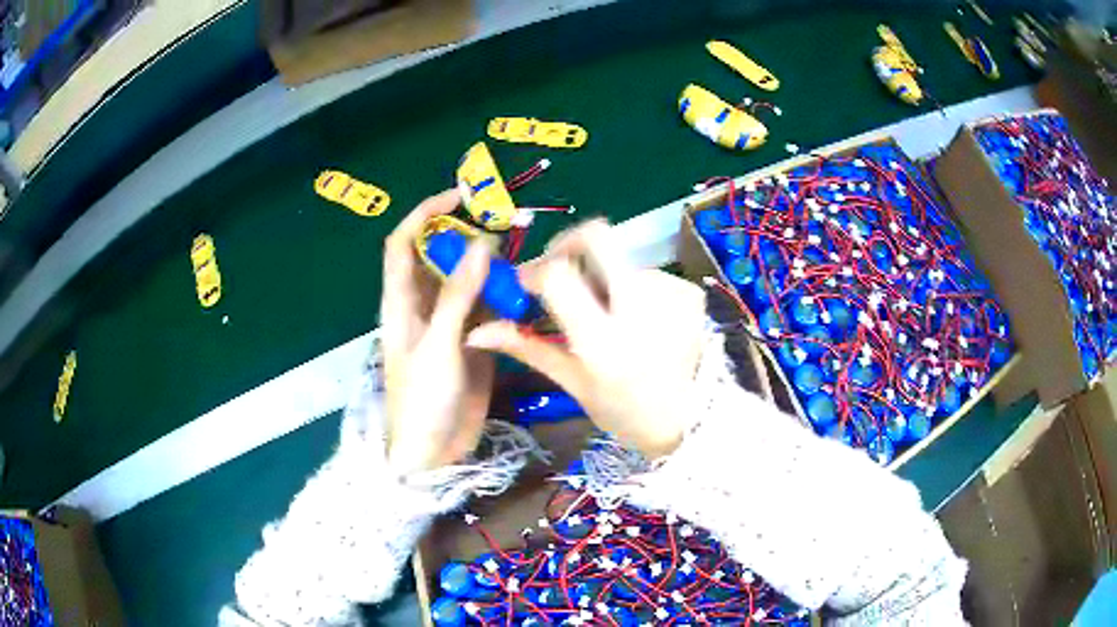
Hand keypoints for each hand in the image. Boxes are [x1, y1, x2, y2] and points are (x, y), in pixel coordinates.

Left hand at [380, 189, 494, 473]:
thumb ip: (457, 297)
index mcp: (401, 301)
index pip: (404, 242)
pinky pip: (488, 306)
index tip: (461, 196)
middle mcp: (423, 304)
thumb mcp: (436, 347)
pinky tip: (525, 288)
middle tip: (507, 219)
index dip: (426, 212)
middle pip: (440, 255)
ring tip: (522, 248)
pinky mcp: (473, 340)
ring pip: (468, 279)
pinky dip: (504, 294)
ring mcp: (449, 322)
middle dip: (467, 232)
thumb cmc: (421, 401)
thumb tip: (479, 243)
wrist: (433, 453)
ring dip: (490, 263)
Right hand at [466, 220, 706, 458]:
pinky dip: (634, 288)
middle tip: (560, 263)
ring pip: (621, 260)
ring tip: (607, 312)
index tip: (529, 281)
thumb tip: (477, 331)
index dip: (536, 268)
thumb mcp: (574, 384)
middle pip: (599, 236)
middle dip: (571, 241)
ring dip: (604, 276)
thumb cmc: (626, 412)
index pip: (559, 273)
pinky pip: (647, 273)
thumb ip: (528, 348)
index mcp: (602, 341)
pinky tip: (637, 317)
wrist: (693, 420)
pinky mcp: (689, 292)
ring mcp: (670, 294)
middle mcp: (639, 308)